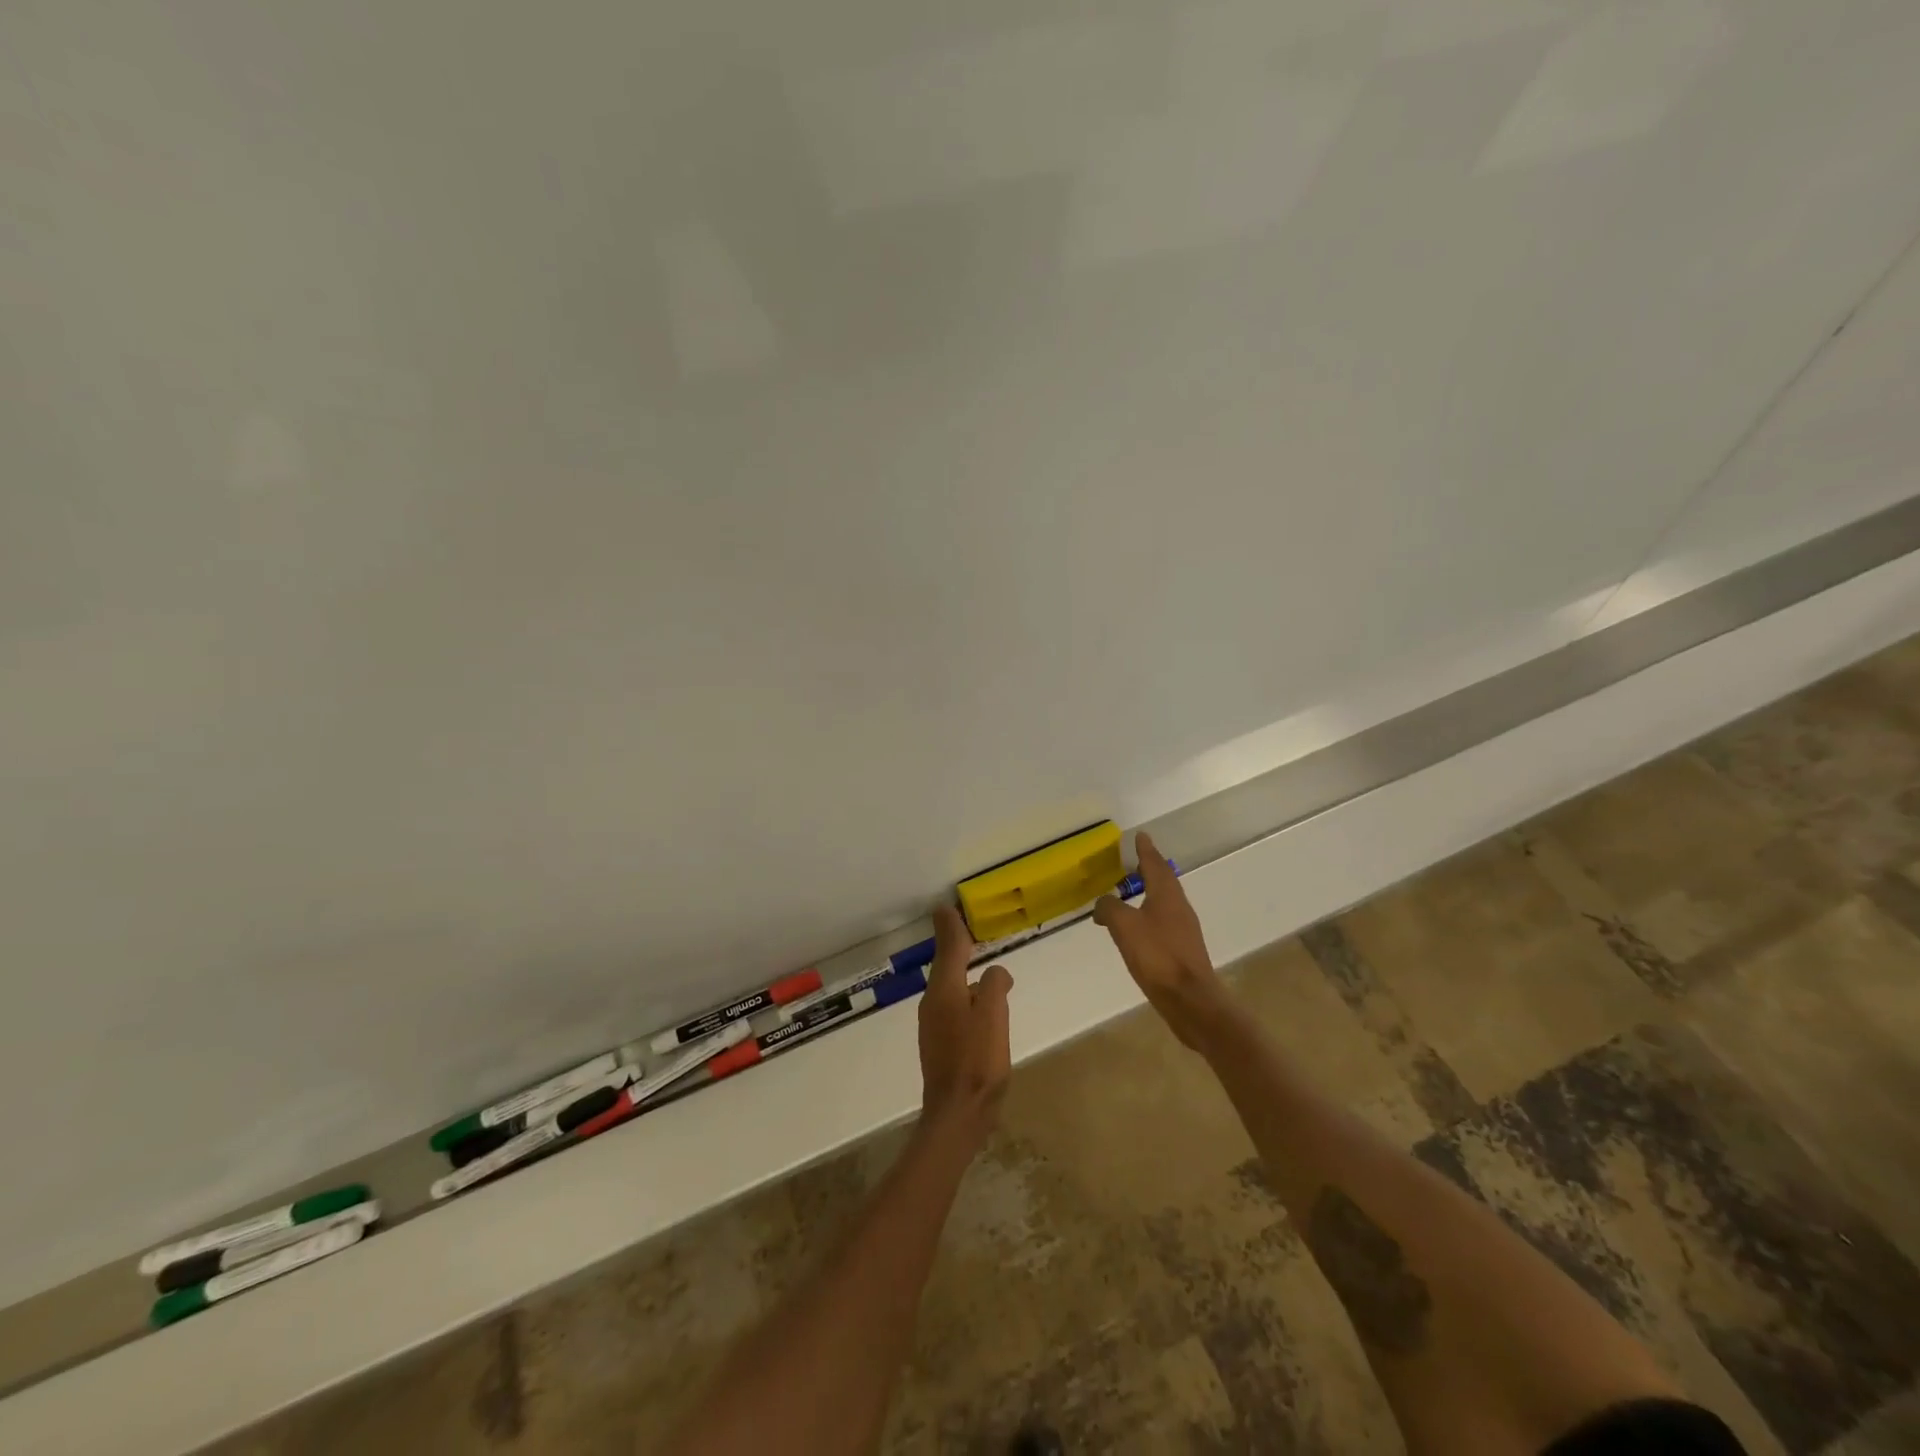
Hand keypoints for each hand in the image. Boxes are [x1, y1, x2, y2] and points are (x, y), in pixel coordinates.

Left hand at [918, 905, 1013, 1139]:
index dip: (950, 928)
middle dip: (955, 947)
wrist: (958, 1114)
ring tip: (979, 964)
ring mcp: (934, 1025)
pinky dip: (965, 995)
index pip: (948, 948)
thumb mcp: (994, 1015)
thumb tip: (995, 972)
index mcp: (944, 990)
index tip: (947, 908)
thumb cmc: (978, 1061)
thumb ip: (994, 985)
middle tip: (967, 930)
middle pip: (946, 966)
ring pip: (950, 987)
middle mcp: (933, 1002)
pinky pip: (953, 1006)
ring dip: (961, 971)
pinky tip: (979, 1004)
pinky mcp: (940, 1044)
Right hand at [1093, 832, 1234, 1049]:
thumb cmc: (1157, 956)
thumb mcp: (1124, 927)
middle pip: (1164, 881)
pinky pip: (1163, 923)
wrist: (1190, 1000)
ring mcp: (1183, 930)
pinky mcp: (1182, 951)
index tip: (1141, 836)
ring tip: (1132, 892)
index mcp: (1167, 895)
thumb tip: (1103, 903)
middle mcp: (1179, 908)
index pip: (1155, 864)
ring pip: (1164, 902)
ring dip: (1149, 893)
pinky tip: (1137, 928)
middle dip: (1150, 869)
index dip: (1146, 850)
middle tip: (1135, 860)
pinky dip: (1148, 916)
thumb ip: (1109, 908)